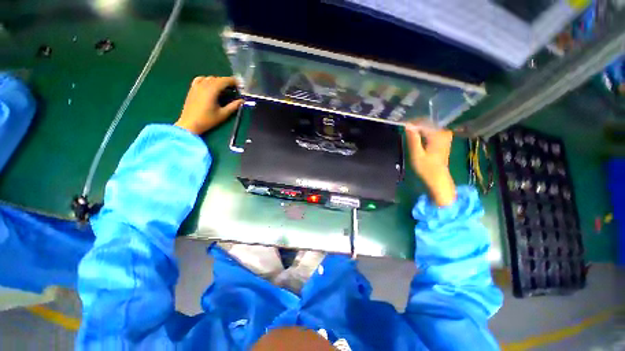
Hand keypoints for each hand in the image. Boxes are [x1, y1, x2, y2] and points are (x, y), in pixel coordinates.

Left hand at [175, 76, 243, 134]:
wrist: (190, 124)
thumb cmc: (208, 120)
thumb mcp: (223, 114)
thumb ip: (233, 106)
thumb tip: (242, 101)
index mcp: (211, 90)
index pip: (224, 81)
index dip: (233, 81)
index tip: (240, 85)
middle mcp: (203, 85)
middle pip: (217, 78)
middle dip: (227, 82)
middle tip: (234, 89)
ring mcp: (196, 86)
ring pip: (209, 78)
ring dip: (218, 81)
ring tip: (224, 89)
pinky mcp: (192, 89)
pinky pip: (200, 79)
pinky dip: (207, 80)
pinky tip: (210, 86)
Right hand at [405, 121, 455, 206]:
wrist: (438, 178)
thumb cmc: (426, 168)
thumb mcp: (416, 154)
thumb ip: (413, 139)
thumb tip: (408, 125)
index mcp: (438, 135)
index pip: (423, 122)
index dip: (412, 122)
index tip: (402, 124)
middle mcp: (443, 132)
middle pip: (428, 123)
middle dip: (416, 124)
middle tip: (404, 128)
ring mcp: (445, 136)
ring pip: (430, 126)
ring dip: (419, 128)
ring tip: (409, 131)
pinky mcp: (443, 140)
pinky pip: (432, 131)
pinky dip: (424, 132)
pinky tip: (417, 136)